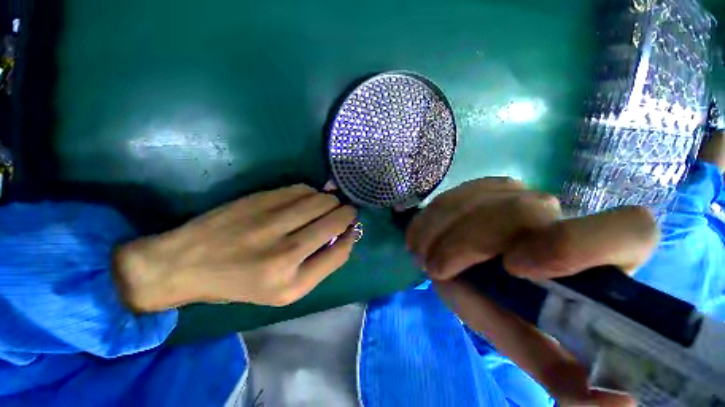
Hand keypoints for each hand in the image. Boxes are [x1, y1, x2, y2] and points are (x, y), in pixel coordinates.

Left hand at [114, 184, 357, 310]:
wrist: (184, 264)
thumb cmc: (239, 284)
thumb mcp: (284, 290)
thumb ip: (318, 264)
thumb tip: (343, 233)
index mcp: (292, 284)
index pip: (340, 252)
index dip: (351, 235)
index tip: (352, 228)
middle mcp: (286, 253)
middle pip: (335, 220)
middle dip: (347, 213)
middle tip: (344, 212)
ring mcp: (271, 223)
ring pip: (322, 200)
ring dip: (331, 200)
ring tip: (326, 205)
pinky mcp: (260, 200)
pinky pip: (302, 189)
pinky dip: (312, 192)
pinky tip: (306, 198)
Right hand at [407, 177, 659, 405]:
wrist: (470, 265)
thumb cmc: (505, 305)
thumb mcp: (526, 339)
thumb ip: (559, 370)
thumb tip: (614, 403)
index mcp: (594, 253)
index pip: (628, 229)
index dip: (578, 244)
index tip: (516, 269)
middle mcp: (557, 213)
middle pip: (522, 212)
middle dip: (470, 243)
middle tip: (436, 269)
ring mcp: (513, 193)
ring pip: (477, 201)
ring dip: (441, 231)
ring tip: (423, 256)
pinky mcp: (479, 188)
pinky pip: (451, 196)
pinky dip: (429, 219)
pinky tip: (420, 238)